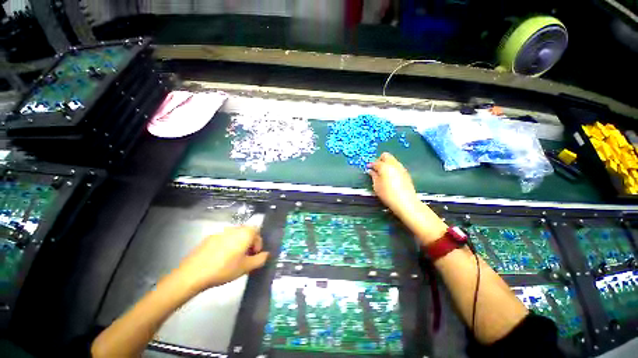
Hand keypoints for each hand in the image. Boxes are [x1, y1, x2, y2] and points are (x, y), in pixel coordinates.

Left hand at [175, 226, 268, 291]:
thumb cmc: (224, 269)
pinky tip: (220, 258)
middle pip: (247, 233)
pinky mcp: (210, 237)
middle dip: (249, 244)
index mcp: (245, 233)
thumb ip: (260, 259)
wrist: (194, 273)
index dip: (258, 244)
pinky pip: (224, 238)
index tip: (254, 256)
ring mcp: (221, 232)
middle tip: (245, 258)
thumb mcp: (246, 267)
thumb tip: (266, 254)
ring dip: (238, 244)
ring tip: (233, 259)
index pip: (258, 233)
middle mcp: (234, 229)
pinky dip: (227, 245)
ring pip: (235, 236)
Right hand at [368, 152, 418, 217]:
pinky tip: (390, 177)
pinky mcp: (406, 173)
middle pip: (386, 155)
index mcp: (385, 166)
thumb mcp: (376, 186)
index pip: (375, 162)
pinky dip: (392, 168)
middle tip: (376, 168)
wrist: (405, 202)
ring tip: (383, 173)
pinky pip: (397, 166)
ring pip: (392, 160)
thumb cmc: (388, 194)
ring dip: (387, 163)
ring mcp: (401, 168)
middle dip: (379, 160)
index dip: (370, 165)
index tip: (368, 168)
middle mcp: (394, 164)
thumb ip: (373, 176)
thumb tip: (371, 171)